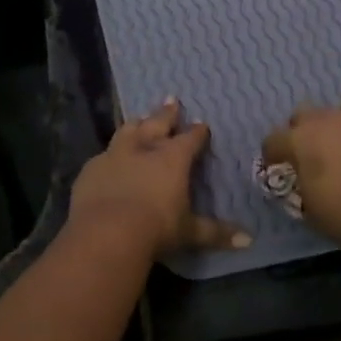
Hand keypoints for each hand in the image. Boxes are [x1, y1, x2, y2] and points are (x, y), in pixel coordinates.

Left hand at [69, 99, 250, 258]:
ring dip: (136, 124)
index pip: (190, 139)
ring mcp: (114, 156)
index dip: (197, 132)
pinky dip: (109, 154)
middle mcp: (144, 149)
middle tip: (171, 100)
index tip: (202, 125)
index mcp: (173, 159)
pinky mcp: (91, 169)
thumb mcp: (189, 232)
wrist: (106, 233)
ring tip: (140, 118)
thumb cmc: (156, 229)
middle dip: (167, 113)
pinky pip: (103, 155)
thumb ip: (216, 233)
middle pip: (158, 123)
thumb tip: (249, 240)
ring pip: (128, 131)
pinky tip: (107, 157)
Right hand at [261, 94, 340, 248]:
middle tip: (311, 152)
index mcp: (301, 140)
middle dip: (303, 129)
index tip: (275, 167)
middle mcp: (327, 120)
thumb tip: (306, 185)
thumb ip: (305, 192)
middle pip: (305, 113)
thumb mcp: (314, 212)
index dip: (271, 154)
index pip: (274, 140)